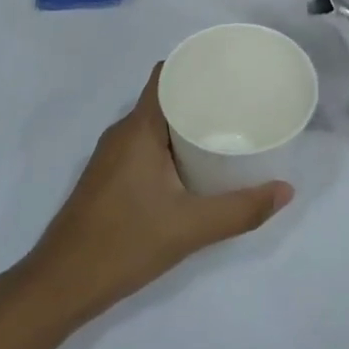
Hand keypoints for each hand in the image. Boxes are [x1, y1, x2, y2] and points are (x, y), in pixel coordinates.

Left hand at [21, 65, 292, 325]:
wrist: (62, 283)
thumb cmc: (125, 243)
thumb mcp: (191, 228)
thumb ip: (241, 210)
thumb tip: (286, 190)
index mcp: (138, 129)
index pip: (165, 75)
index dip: (195, 66)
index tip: (231, 71)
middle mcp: (122, 132)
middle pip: (164, 98)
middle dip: (200, 97)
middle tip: (241, 105)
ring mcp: (111, 156)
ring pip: (154, 124)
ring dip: (185, 124)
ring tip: (226, 132)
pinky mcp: (108, 177)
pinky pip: (144, 145)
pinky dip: (170, 145)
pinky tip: (194, 166)